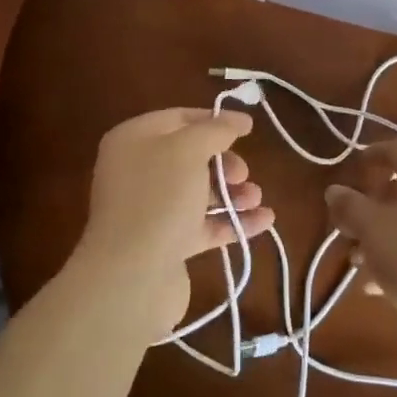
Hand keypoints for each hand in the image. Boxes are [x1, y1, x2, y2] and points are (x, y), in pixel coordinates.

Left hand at [75, 107, 273, 339]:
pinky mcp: (165, 245)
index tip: (248, 128)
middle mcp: (137, 172)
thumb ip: (216, 130)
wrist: (131, 278)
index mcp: (133, 140)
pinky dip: (232, 221)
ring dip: (232, 193)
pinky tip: (264, 221)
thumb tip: (238, 119)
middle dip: (224, 162)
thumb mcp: (189, 149)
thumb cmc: (159, 198)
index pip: (178, 119)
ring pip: (198, 192)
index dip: (213, 120)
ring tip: (257, 198)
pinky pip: (203, 225)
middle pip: (190, 157)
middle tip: (243, 173)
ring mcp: (150, 210)